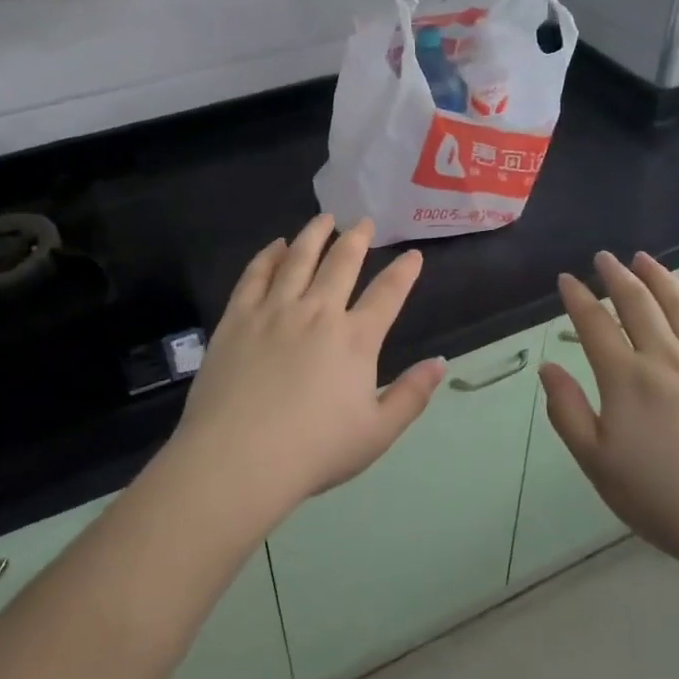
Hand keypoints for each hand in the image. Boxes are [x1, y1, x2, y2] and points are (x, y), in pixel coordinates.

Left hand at [170, 214, 444, 526]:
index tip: (413, 255)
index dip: (404, 272)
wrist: (239, 458)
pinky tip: (275, 246)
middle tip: (363, 222)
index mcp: (356, 339)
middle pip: (342, 263)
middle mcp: (318, 312)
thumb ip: (411, 395)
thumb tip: (440, 363)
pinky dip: (268, 255)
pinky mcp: (238, 317)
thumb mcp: (377, 433)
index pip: (388, 294)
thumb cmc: (314, 451)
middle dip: (357, 239)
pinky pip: (255, 275)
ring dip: (314, 235)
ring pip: (298, 259)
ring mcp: (274, 310)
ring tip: (324, 219)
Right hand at [540, 251, 678, 580]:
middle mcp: (666, 359)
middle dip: (617, 276)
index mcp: (626, 380)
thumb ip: (567, 412)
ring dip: (659, 277)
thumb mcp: (597, 464)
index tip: (567, 279)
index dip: (578, 298)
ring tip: (644, 259)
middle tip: (605, 258)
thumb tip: (548, 368)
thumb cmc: (663, 500)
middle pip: (638, 304)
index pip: (595, 325)